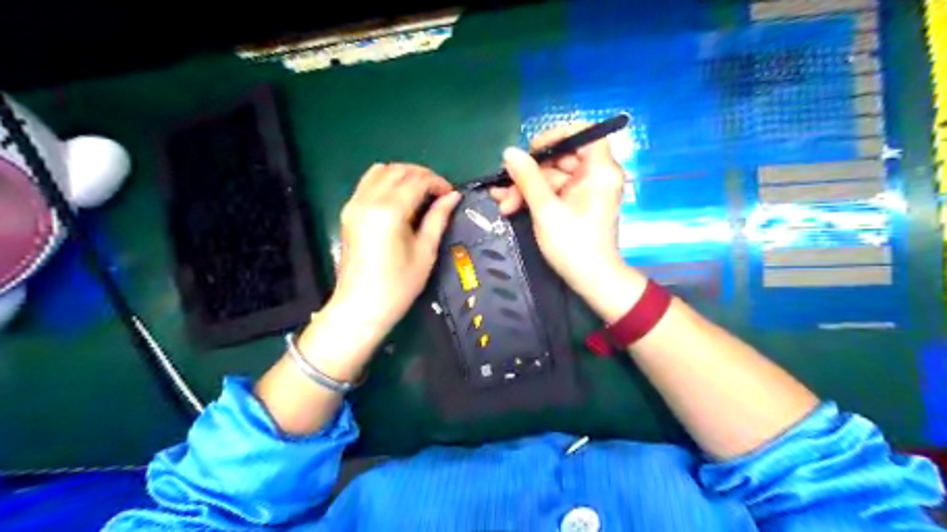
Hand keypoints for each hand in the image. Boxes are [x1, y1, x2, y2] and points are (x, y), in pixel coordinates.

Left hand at [332, 165, 462, 333]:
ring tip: (420, 192)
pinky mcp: (348, 212)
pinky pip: (367, 183)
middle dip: (422, 175)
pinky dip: (386, 181)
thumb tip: (453, 196)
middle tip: (439, 192)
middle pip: (398, 170)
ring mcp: (354, 204)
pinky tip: (399, 197)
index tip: (451, 194)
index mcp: (389, 211)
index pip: (417, 181)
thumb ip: (438, 219)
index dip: (438, 183)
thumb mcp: (425, 252)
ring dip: (403, 175)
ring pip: (380, 171)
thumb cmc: (398, 286)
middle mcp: (368, 200)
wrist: (360, 307)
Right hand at [492, 127, 648, 321]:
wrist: (591, 281)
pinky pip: (553, 191)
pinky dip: (533, 197)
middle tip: (506, 188)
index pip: (584, 132)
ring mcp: (584, 190)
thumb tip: (509, 152)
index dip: (556, 135)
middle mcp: (595, 175)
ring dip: (525, 189)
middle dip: (530, 173)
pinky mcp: (575, 204)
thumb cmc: (573, 245)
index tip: (532, 150)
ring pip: (551, 177)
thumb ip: (528, 178)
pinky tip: (509, 204)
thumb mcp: (546, 210)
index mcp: (599, 170)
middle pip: (560, 157)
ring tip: (503, 204)